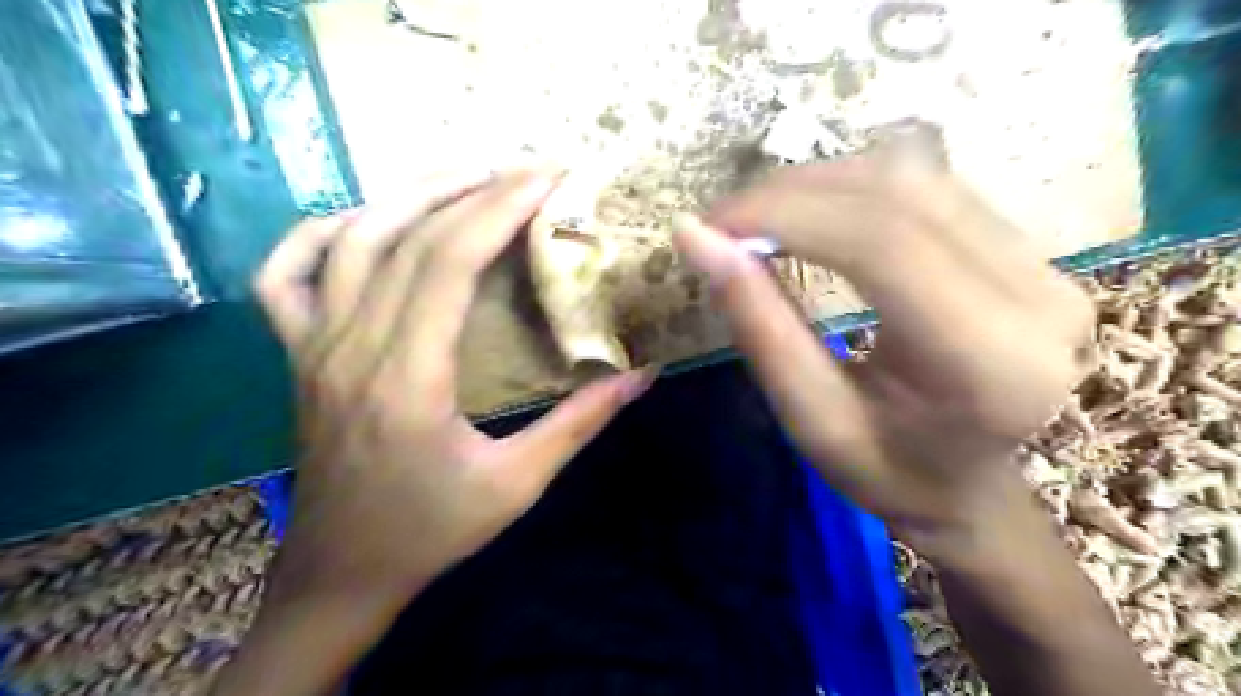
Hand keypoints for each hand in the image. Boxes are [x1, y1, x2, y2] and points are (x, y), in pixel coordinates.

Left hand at [253, 172, 657, 611]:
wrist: (343, 571)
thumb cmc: (431, 530)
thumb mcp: (518, 483)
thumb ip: (580, 423)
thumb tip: (641, 375)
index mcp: (408, 377)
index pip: (449, 261)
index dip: (500, 208)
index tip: (547, 178)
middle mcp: (352, 346)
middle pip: (407, 237)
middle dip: (473, 190)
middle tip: (526, 170)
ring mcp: (313, 346)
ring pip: (350, 240)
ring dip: (410, 195)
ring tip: (468, 177)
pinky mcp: (298, 354)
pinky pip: (285, 274)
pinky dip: (320, 232)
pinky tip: (365, 220)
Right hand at [675, 142, 1088, 559]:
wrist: (970, 487)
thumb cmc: (887, 472)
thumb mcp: (809, 417)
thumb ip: (758, 324)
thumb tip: (695, 237)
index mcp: (988, 361)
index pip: (882, 243)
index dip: (786, 215)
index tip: (710, 225)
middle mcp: (1037, 296)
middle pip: (899, 194)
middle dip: (792, 194)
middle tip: (723, 222)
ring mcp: (1043, 263)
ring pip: (913, 176)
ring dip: (819, 184)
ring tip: (758, 218)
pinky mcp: (1027, 248)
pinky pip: (927, 188)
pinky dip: (851, 189)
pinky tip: (810, 215)